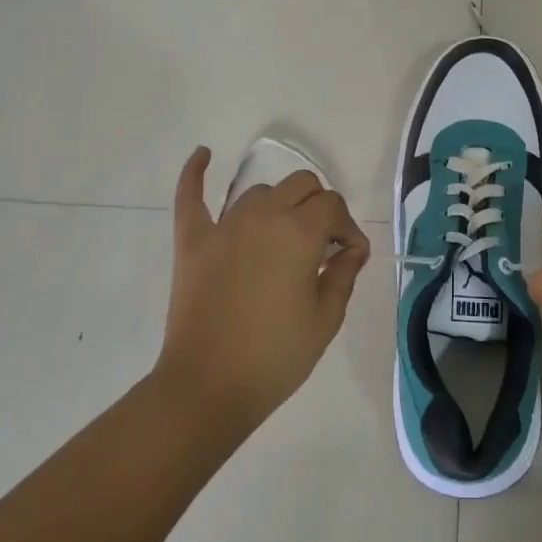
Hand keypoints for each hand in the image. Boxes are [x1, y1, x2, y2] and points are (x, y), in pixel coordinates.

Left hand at [156, 147, 370, 432]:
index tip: (349, 258)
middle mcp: (263, 215)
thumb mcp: (325, 319)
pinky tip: (203, 153)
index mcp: (299, 232)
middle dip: (320, 207)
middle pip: (301, 185)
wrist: (207, 387)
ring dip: (280, 205)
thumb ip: (343, 274)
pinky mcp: (193, 241)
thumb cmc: (275, 357)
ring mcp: (223, 225)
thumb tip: (350, 249)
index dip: (347, 229)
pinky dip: (195, 172)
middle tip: (321, 246)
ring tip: (284, 236)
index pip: (333, 206)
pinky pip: (191, 196)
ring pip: (260, 192)